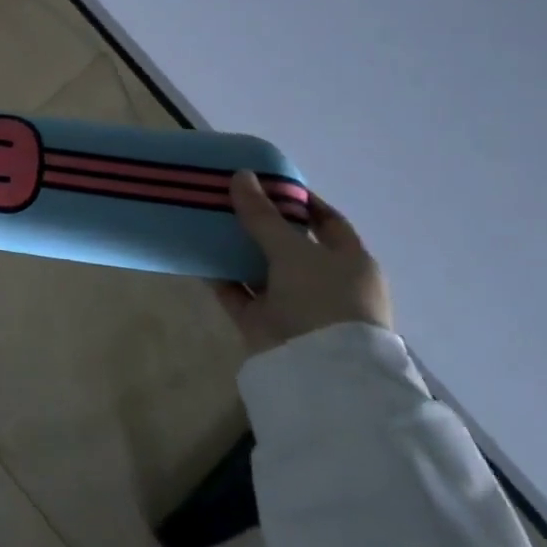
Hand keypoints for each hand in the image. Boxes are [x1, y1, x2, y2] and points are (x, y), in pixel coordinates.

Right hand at [214, 171, 391, 356]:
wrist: (319, 371)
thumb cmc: (322, 300)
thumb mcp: (293, 250)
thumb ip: (262, 215)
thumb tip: (241, 175)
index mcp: (350, 262)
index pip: (327, 221)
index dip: (299, 201)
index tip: (266, 182)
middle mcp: (324, 282)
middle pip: (288, 244)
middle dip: (259, 222)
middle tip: (226, 198)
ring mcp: (294, 304)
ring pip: (260, 268)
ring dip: (235, 248)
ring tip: (205, 220)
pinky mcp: (265, 323)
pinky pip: (238, 293)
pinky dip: (220, 276)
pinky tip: (196, 255)